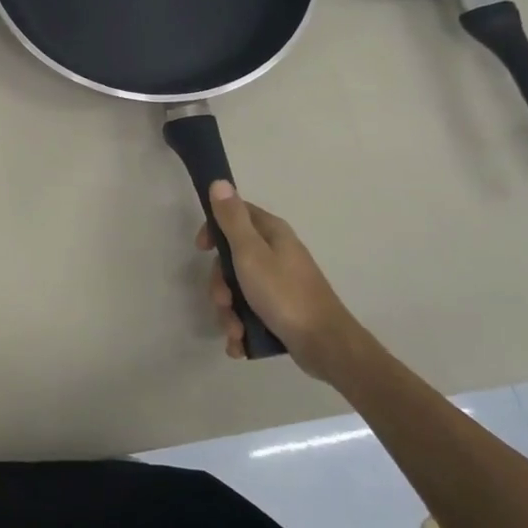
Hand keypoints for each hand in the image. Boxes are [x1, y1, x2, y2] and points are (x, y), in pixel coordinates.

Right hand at [197, 181, 367, 384]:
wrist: (325, 345)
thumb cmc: (284, 293)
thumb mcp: (250, 253)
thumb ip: (232, 219)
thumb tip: (220, 182)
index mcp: (272, 234)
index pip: (236, 215)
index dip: (214, 229)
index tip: (202, 249)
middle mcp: (276, 254)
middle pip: (231, 259)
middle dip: (220, 285)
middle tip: (224, 301)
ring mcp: (279, 284)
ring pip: (238, 290)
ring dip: (229, 312)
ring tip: (235, 331)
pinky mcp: (280, 310)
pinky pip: (250, 312)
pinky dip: (241, 327)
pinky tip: (240, 343)